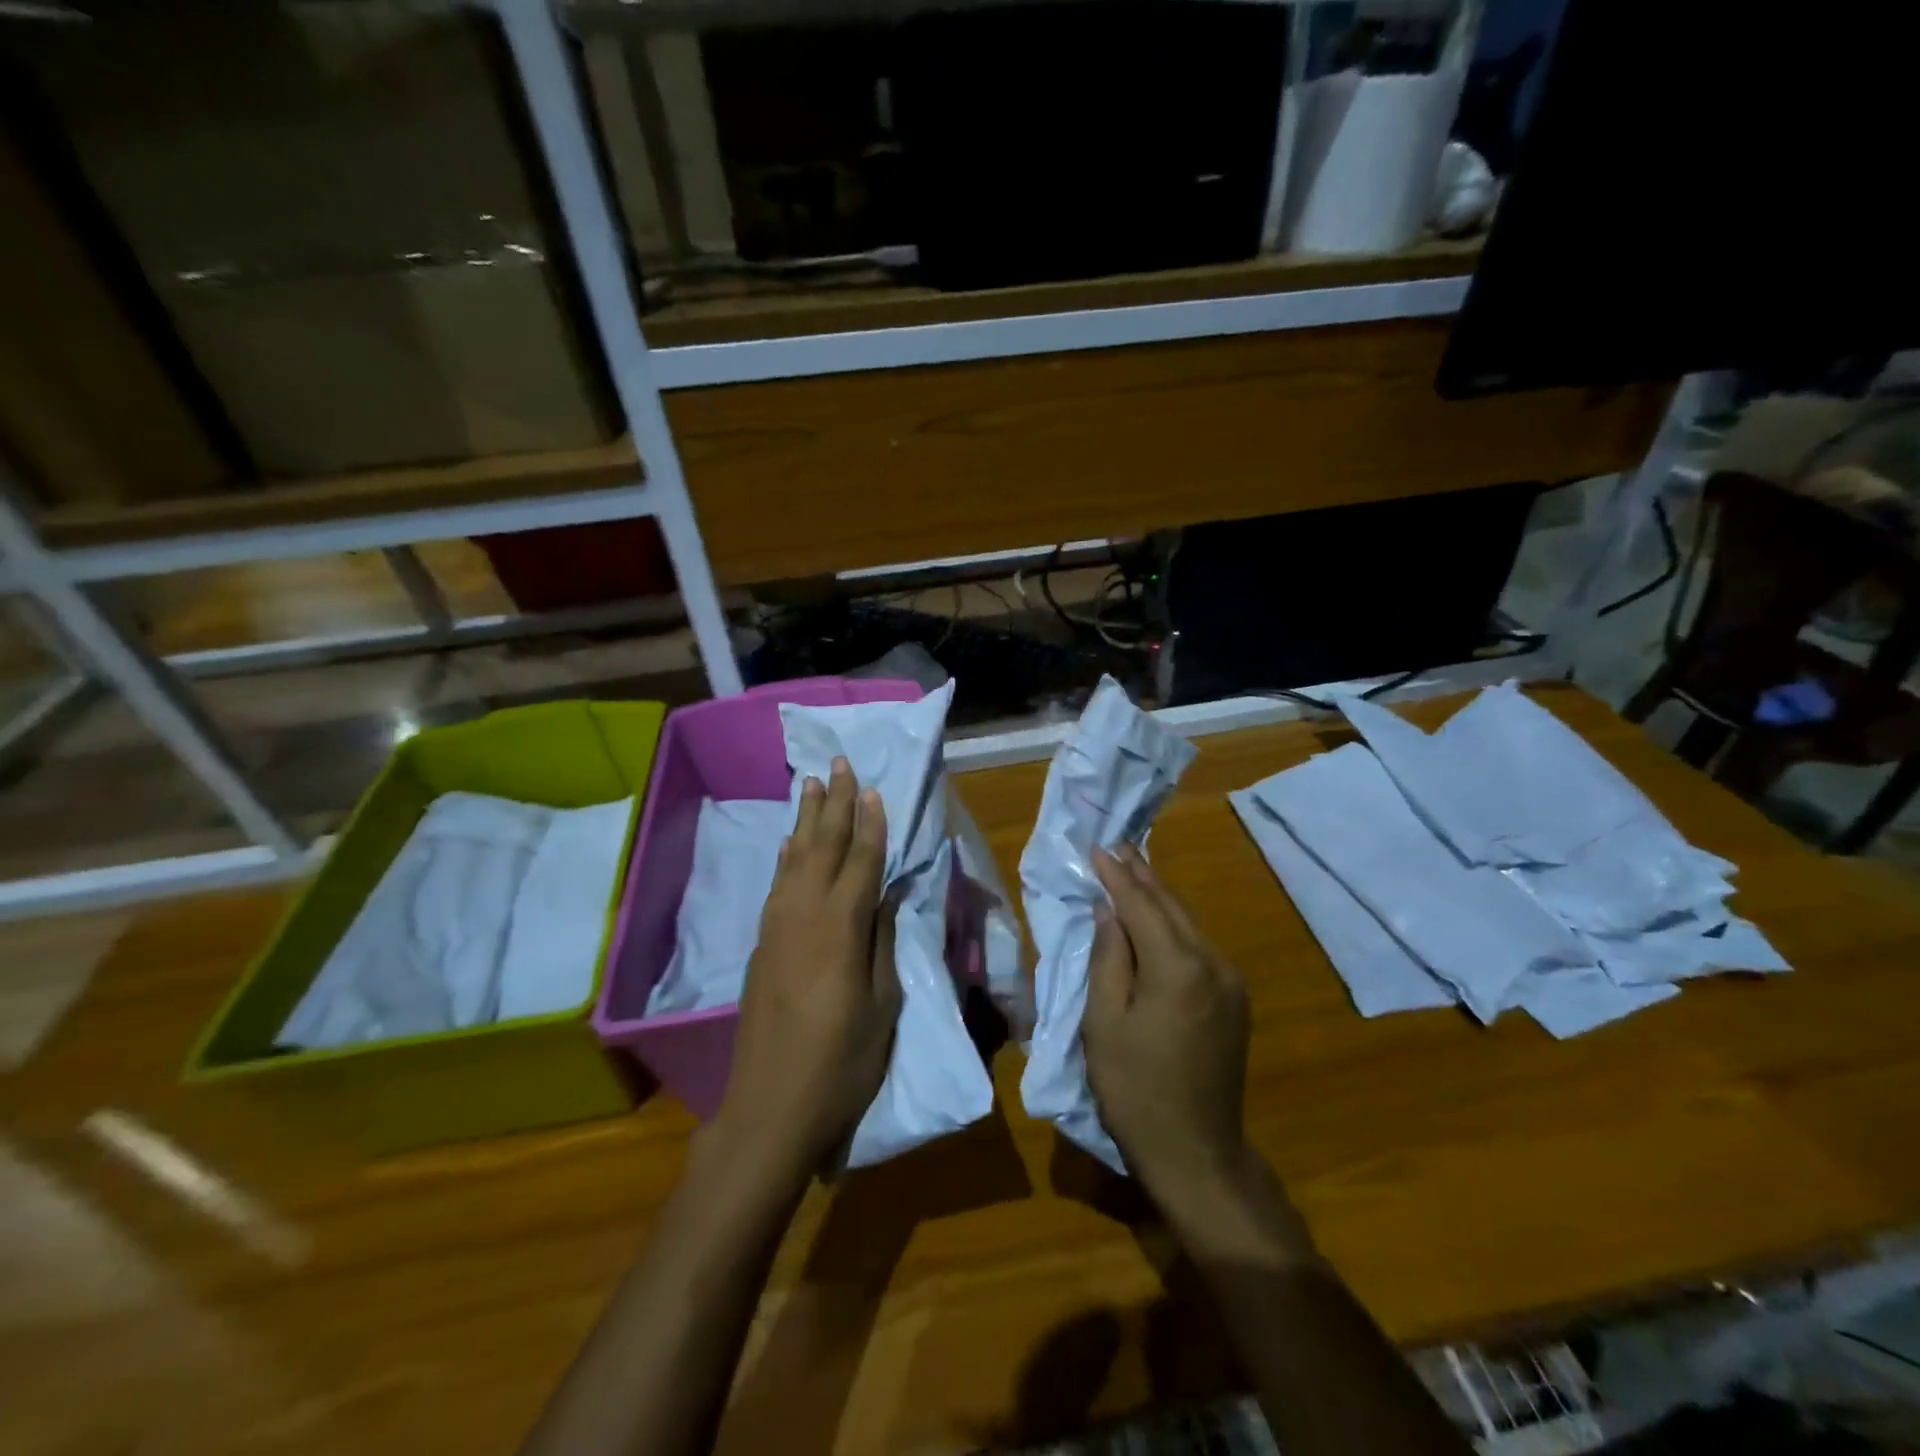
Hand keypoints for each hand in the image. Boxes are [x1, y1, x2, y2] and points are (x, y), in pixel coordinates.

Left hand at [716, 758, 901, 1176]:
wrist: (771, 1105)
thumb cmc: (842, 1061)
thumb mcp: (882, 1005)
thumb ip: (881, 943)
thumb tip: (886, 897)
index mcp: (842, 927)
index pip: (861, 861)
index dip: (870, 824)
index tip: (874, 789)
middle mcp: (805, 914)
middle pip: (823, 846)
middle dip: (835, 803)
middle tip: (840, 762)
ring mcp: (777, 927)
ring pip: (795, 857)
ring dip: (806, 819)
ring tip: (812, 784)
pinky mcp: (762, 943)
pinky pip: (776, 884)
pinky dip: (785, 857)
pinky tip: (789, 842)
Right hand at [1084, 843, 1251, 1203]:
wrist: (1198, 1152)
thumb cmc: (1136, 1090)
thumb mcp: (1104, 1024)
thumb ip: (1108, 959)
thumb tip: (1108, 911)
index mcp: (1178, 968)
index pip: (1142, 906)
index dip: (1117, 876)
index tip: (1097, 848)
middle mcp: (1213, 964)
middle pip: (1172, 907)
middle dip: (1142, 875)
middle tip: (1117, 847)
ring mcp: (1231, 981)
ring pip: (1189, 923)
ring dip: (1159, 897)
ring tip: (1133, 871)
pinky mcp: (1235, 999)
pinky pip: (1200, 946)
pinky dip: (1174, 925)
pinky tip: (1157, 918)